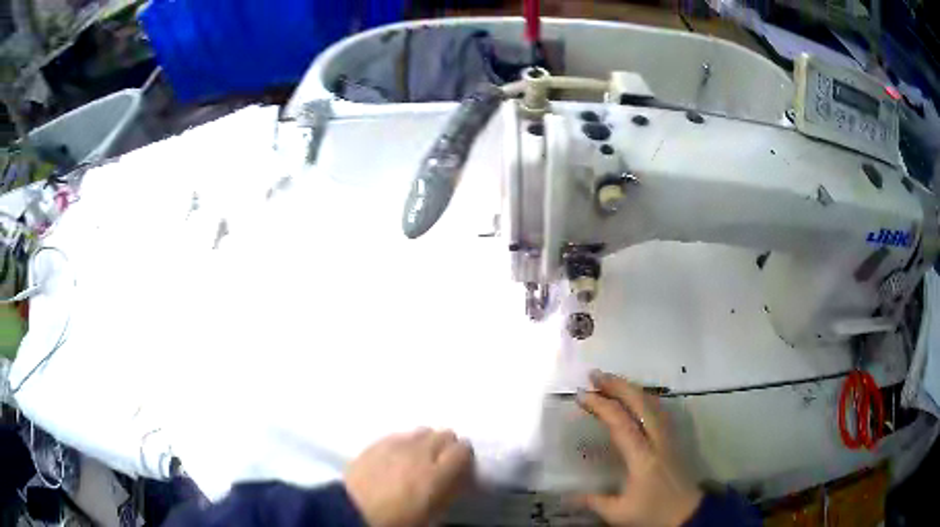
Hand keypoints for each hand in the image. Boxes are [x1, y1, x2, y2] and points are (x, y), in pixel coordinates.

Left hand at [345, 428, 473, 526]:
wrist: (353, 511)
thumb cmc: (398, 520)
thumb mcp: (433, 513)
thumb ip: (449, 491)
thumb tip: (458, 479)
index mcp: (438, 474)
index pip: (463, 449)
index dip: (464, 457)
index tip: (461, 466)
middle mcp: (421, 452)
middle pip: (444, 434)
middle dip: (447, 446)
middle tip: (441, 462)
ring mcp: (397, 444)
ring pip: (423, 430)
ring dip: (426, 441)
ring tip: (419, 457)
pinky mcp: (377, 442)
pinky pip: (400, 434)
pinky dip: (405, 442)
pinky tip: (398, 455)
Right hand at [574, 370, 702, 526]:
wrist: (688, 513)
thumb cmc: (654, 513)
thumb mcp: (619, 513)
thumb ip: (593, 501)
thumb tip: (566, 496)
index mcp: (642, 457)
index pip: (621, 423)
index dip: (602, 406)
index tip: (582, 395)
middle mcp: (658, 440)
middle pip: (641, 403)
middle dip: (618, 385)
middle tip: (595, 374)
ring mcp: (669, 437)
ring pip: (653, 403)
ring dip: (632, 388)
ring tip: (612, 381)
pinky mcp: (674, 439)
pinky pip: (660, 410)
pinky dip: (645, 397)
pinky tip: (636, 397)